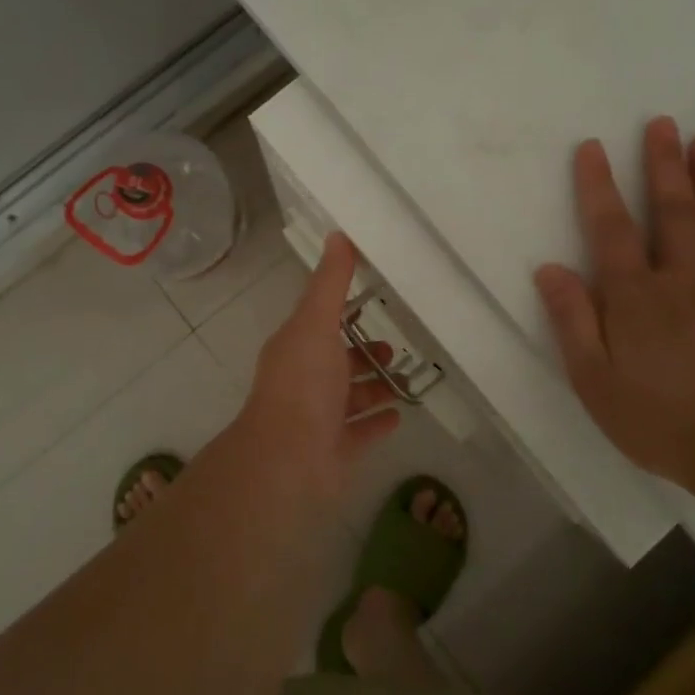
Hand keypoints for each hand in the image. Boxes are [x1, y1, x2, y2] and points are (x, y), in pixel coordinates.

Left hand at [230, 233, 401, 497]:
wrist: (289, 459)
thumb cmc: (302, 384)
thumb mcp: (316, 323)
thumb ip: (330, 283)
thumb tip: (338, 235)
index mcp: (297, 348)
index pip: (321, 322)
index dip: (344, 311)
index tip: (374, 299)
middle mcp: (306, 381)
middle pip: (338, 361)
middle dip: (364, 352)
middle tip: (395, 346)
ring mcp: (320, 418)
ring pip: (351, 397)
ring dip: (375, 386)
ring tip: (405, 378)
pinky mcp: (337, 449)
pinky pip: (362, 432)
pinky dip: (378, 421)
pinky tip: (399, 414)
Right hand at [534, 117, 694, 480]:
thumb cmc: (657, 418)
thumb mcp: (593, 379)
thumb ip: (572, 320)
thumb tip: (549, 269)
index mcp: (635, 297)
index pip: (612, 229)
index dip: (599, 186)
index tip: (592, 147)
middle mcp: (681, 282)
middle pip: (673, 213)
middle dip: (664, 165)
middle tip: (663, 123)